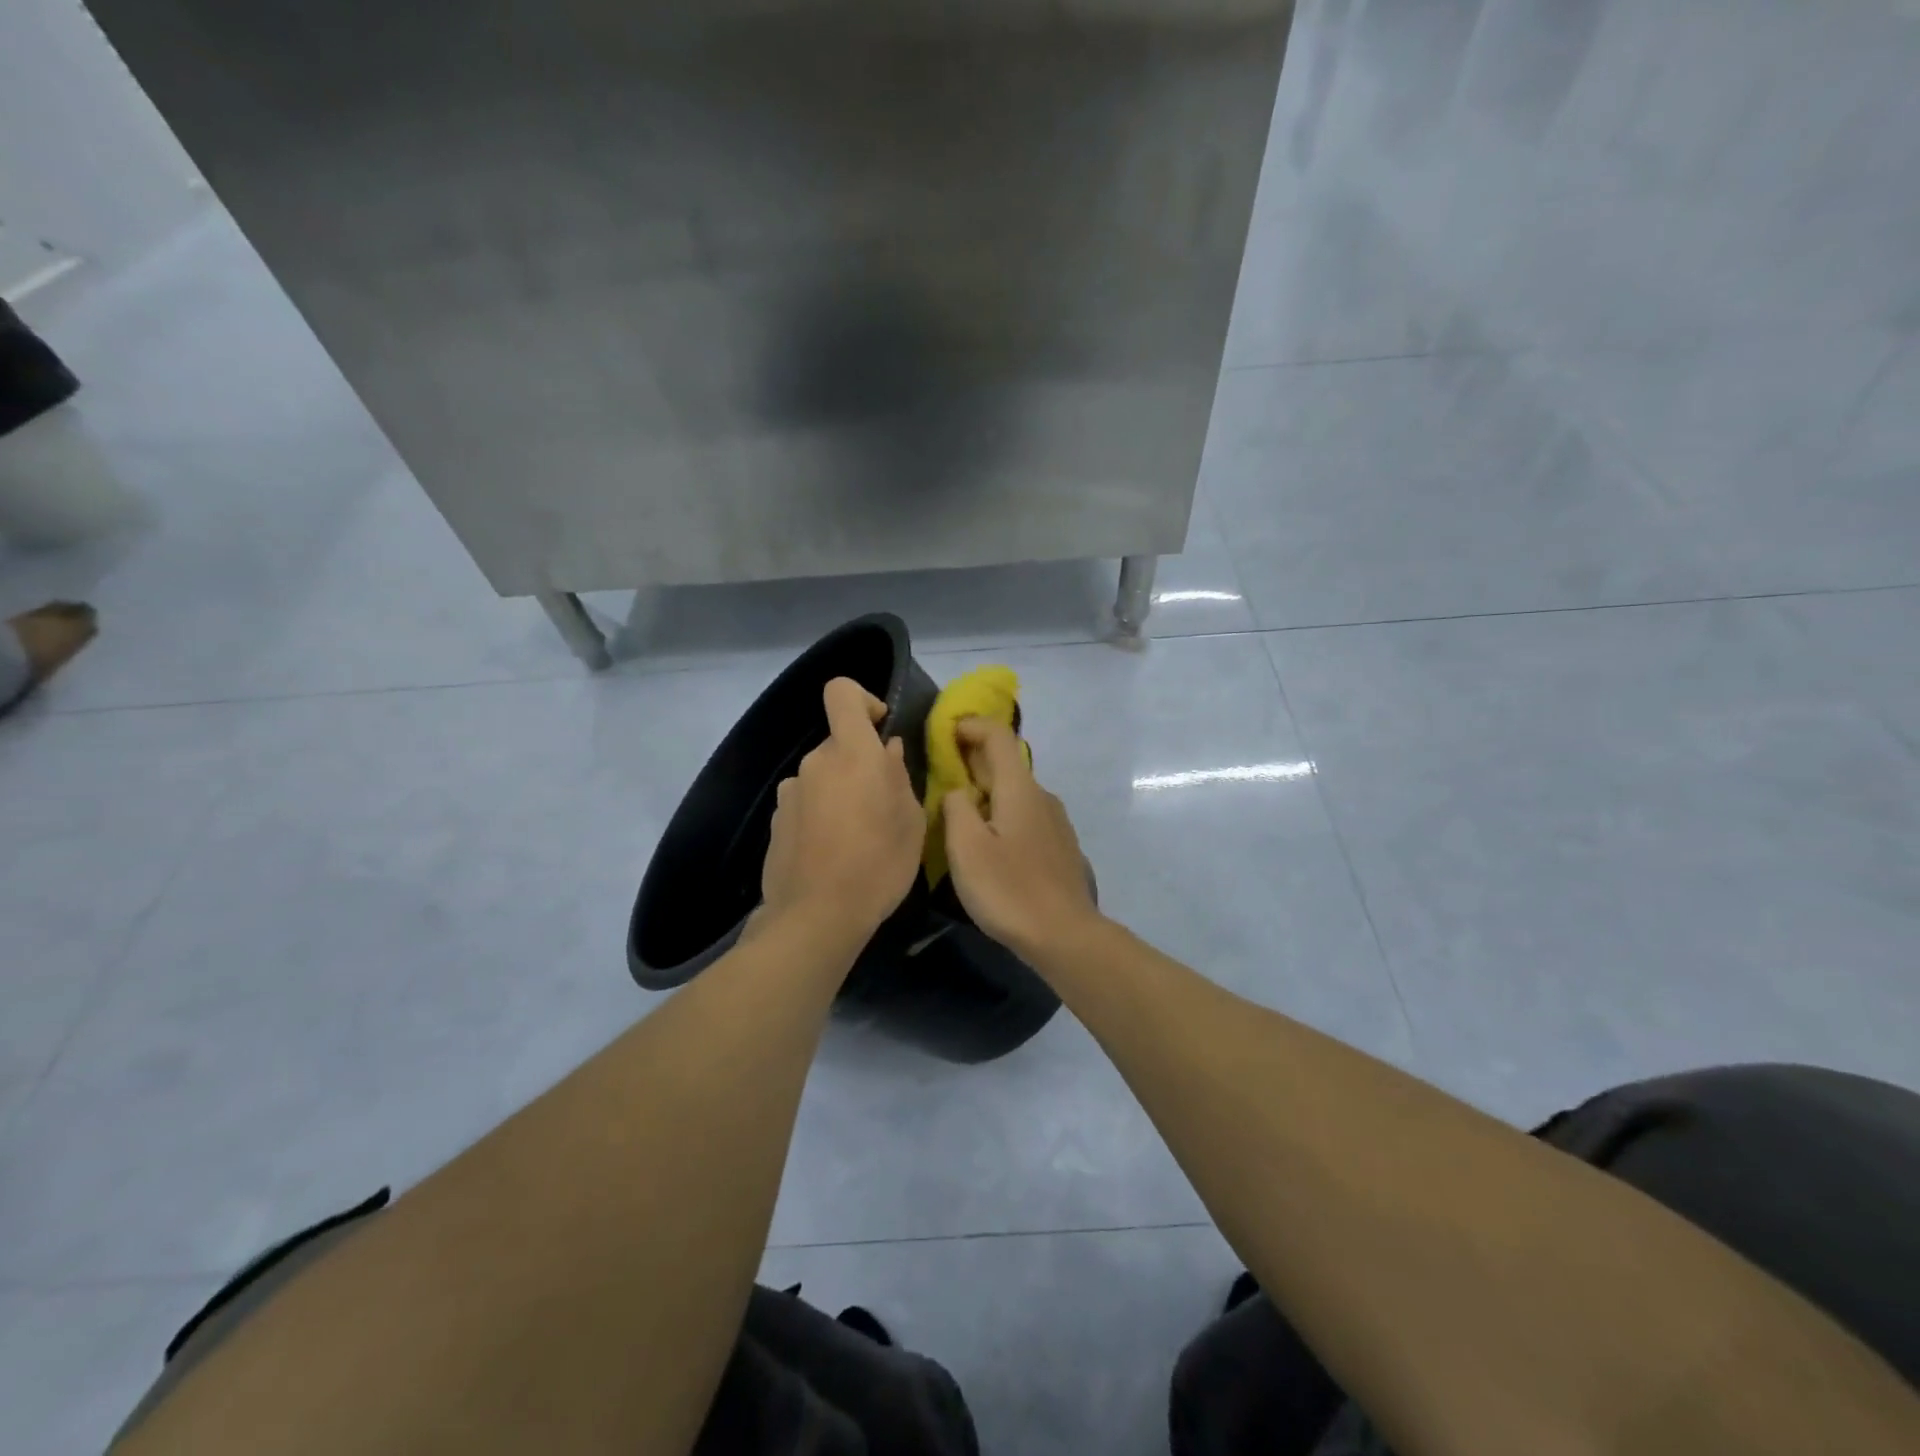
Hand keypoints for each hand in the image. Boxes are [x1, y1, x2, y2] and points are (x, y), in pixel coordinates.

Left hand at [758, 677, 924, 940]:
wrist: (816, 917)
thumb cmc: (878, 865)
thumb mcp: (911, 822)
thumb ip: (899, 776)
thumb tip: (887, 751)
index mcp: (852, 753)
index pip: (841, 692)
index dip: (862, 700)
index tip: (880, 729)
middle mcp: (815, 762)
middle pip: (839, 743)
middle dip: (860, 763)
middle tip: (882, 804)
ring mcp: (790, 791)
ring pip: (823, 775)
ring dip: (840, 791)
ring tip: (857, 835)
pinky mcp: (775, 820)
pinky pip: (806, 802)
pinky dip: (820, 814)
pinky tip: (831, 851)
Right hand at [941, 718, 1100, 958]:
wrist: (1064, 934)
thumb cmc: (1009, 889)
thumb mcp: (966, 847)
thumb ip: (955, 807)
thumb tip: (957, 791)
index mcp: (1019, 788)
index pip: (998, 735)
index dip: (970, 725)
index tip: (944, 733)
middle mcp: (1042, 795)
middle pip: (1006, 763)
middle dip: (973, 760)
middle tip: (941, 776)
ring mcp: (1056, 821)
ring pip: (1016, 792)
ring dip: (988, 791)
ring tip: (961, 815)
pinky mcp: (1060, 846)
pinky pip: (1026, 815)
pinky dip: (1003, 814)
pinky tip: (991, 844)